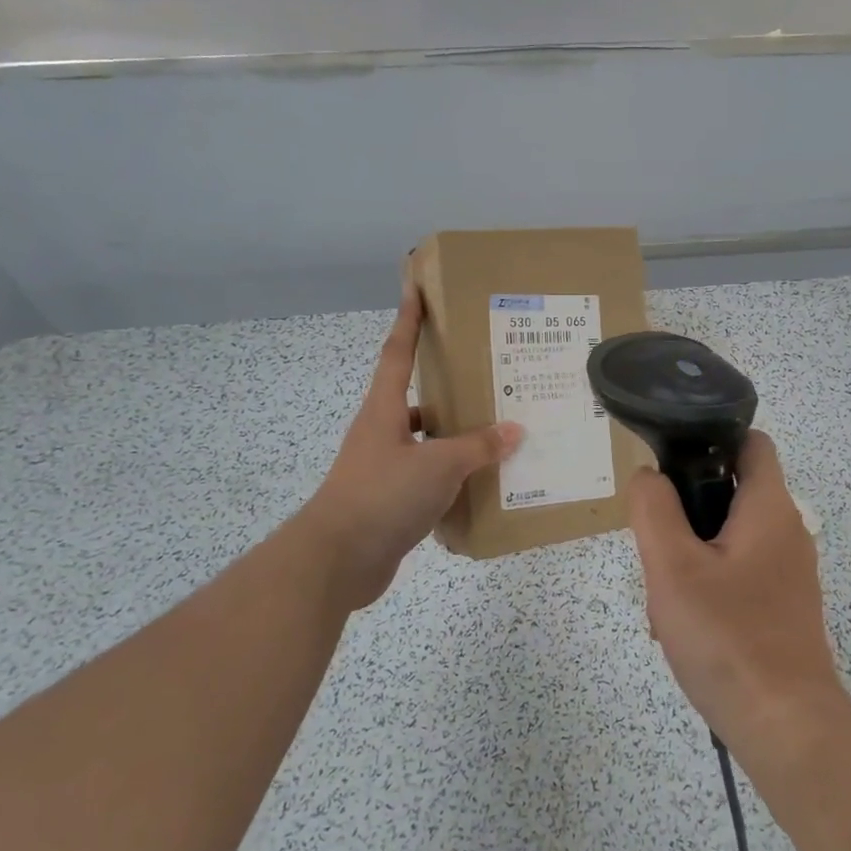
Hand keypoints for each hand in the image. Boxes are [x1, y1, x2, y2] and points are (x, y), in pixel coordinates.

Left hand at [298, 284, 520, 607]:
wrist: (336, 561)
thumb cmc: (382, 495)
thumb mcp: (438, 465)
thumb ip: (477, 446)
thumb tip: (513, 430)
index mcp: (384, 411)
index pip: (396, 353)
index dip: (408, 321)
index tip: (416, 289)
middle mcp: (382, 433)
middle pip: (416, 397)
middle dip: (447, 384)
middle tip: (488, 373)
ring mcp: (385, 468)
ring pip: (427, 441)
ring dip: (457, 436)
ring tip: (499, 431)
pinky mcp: (391, 501)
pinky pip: (429, 477)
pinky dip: (454, 477)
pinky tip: (484, 482)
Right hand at [627, 431, 850, 757]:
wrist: (786, 728)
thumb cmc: (728, 638)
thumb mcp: (673, 567)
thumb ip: (654, 510)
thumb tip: (648, 476)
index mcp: (769, 508)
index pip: (751, 442)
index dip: (712, 438)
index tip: (671, 462)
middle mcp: (787, 532)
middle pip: (732, 492)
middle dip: (688, 509)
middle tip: (656, 542)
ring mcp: (789, 573)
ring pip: (729, 539)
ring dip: (692, 555)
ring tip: (664, 594)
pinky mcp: (784, 607)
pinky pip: (740, 575)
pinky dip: (710, 585)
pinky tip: (684, 624)